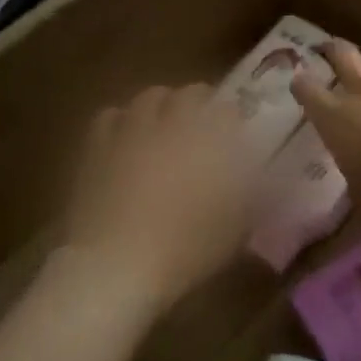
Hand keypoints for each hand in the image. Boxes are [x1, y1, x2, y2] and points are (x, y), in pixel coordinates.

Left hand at [67, 85, 250, 308]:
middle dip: (199, 101)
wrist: (117, 266)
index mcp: (210, 140)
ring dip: (161, 105)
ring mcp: (131, 132)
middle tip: (203, 122)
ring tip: (164, 123)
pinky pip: (110, 116)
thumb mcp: (236, 228)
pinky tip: (126, 137)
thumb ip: (253, 195)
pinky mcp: (97, 148)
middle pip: (187, 94)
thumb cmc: (186, 249)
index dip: (233, 116)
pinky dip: (122, 120)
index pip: (226, 109)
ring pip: (148, 98)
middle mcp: (172, 125)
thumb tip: (264, 178)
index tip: (237, 130)